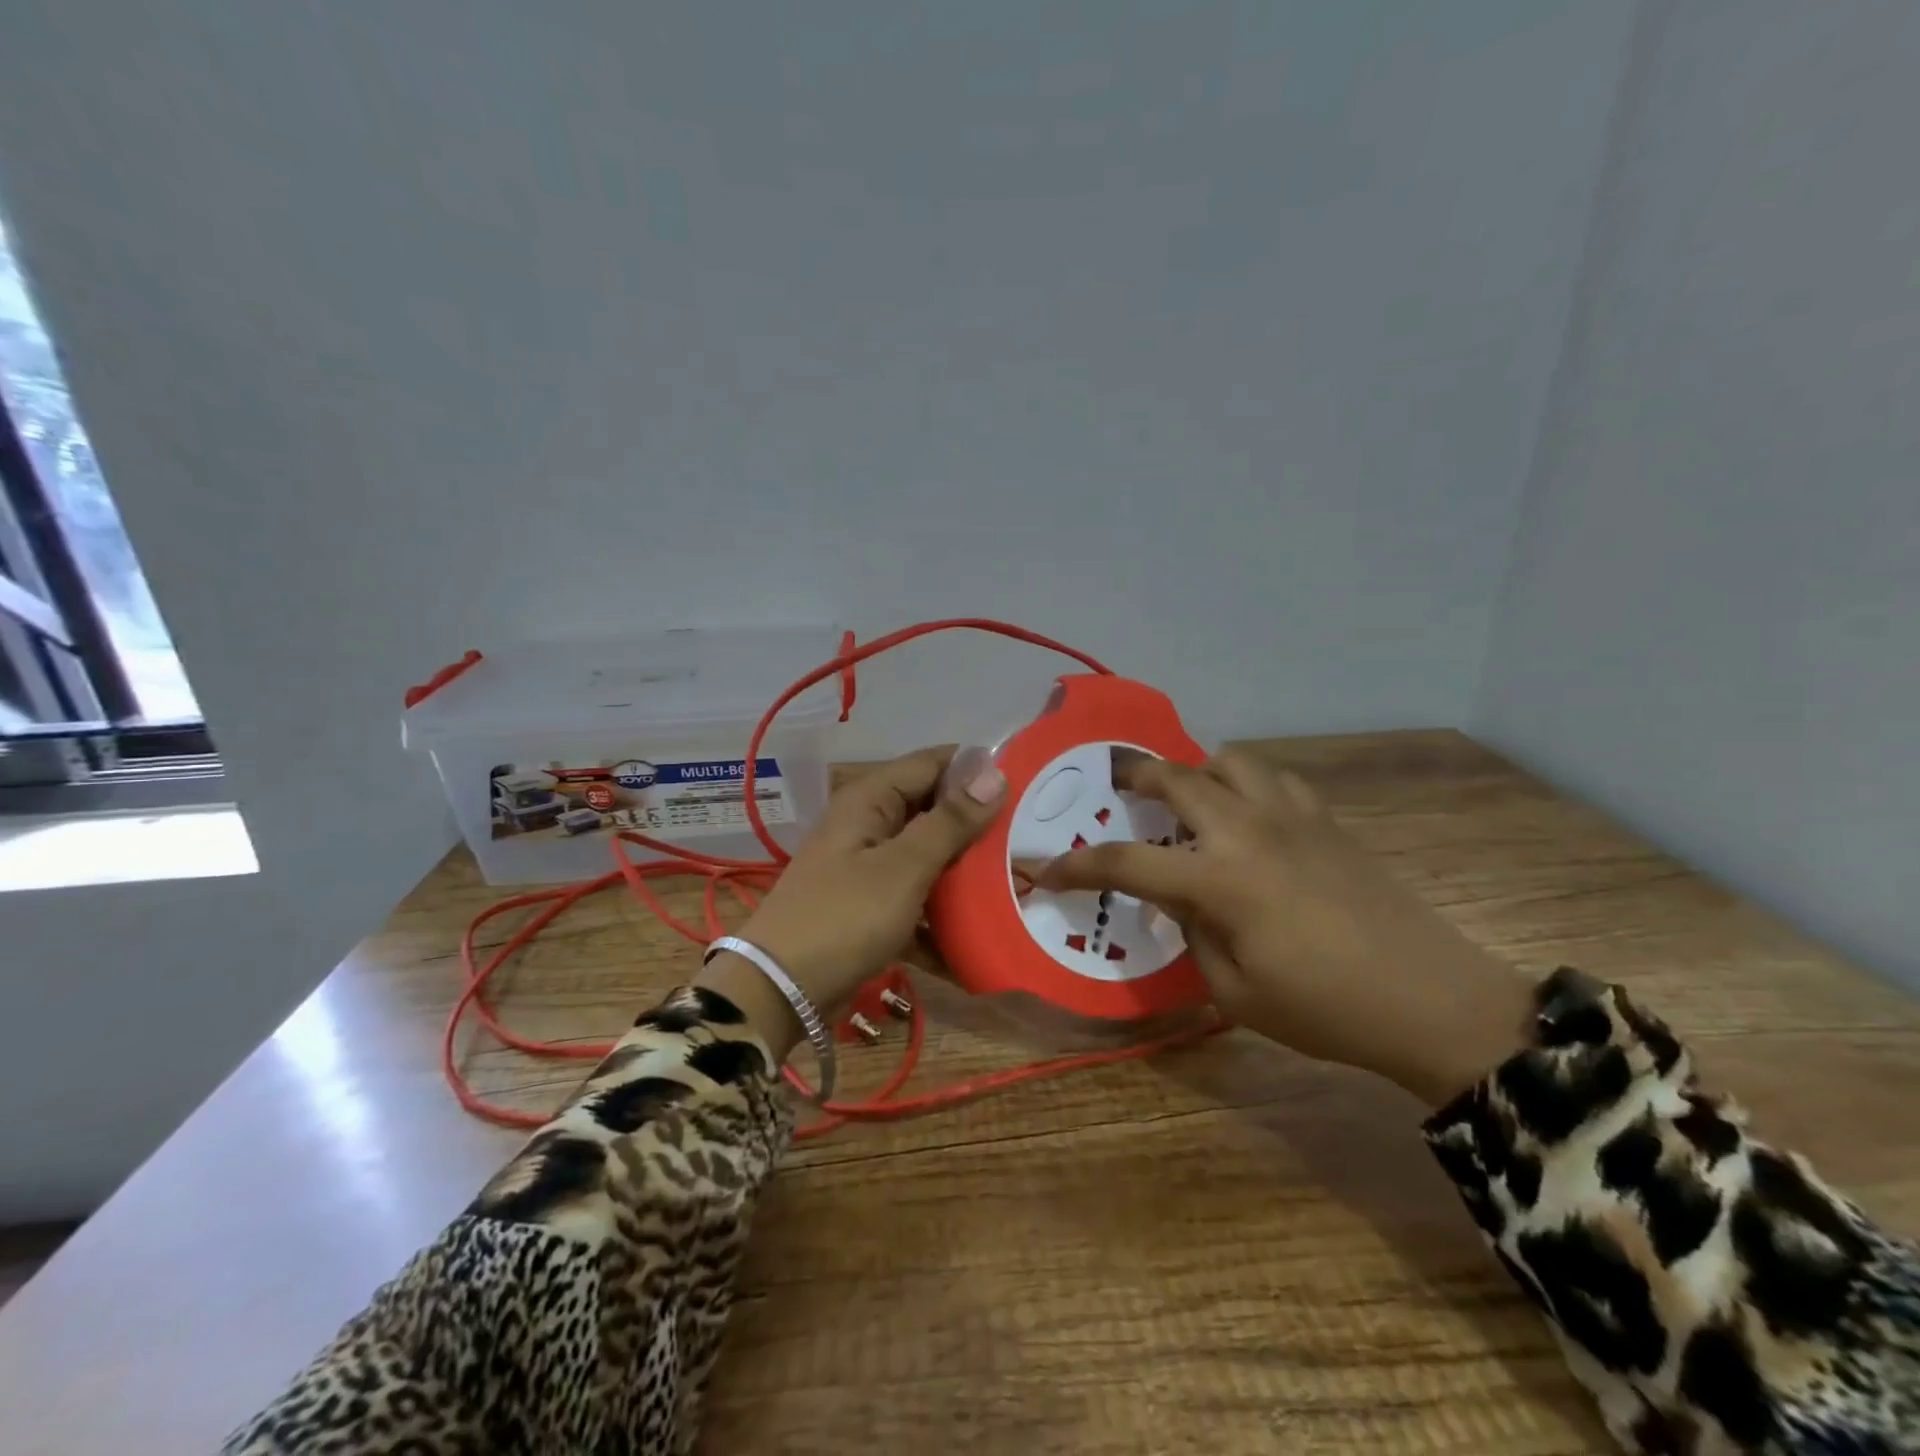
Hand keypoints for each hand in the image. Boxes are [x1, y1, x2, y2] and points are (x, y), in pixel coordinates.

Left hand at [697, 745, 1006, 1057]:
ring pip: (928, 857)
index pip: (933, 763)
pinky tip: (977, 936)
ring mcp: (868, 867)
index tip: (1028, 783)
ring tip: (1016, 885)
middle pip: (933, 810)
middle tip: (1029, 840)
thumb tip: (994, 771)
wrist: (780, 990)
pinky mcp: (870, 905)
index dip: (977, 768)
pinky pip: (916, 898)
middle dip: (978, 826)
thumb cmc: (845, 917)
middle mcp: (869, 824)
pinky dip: (941, 914)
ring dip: (964, 873)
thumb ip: (950, 821)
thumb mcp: (904, 867)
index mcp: (872, 799)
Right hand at [1035, 749, 1532, 1106]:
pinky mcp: (1326, 819)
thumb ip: (1192, 933)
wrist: (1431, 1000)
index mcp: (1219, 879)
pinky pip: (1274, 778)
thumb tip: (1180, 899)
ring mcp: (1292, 816)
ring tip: (1187, 799)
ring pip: (1228, 760)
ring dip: (1195, 771)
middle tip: (1114, 787)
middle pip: (1174, 778)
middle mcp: (1248, 830)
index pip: (1125, 862)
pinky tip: (1248, 814)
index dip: (1076, 866)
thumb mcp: (1234, 991)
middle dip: (1133, 778)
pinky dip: (1246, 783)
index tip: (1043, 869)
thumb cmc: (1325, 1009)